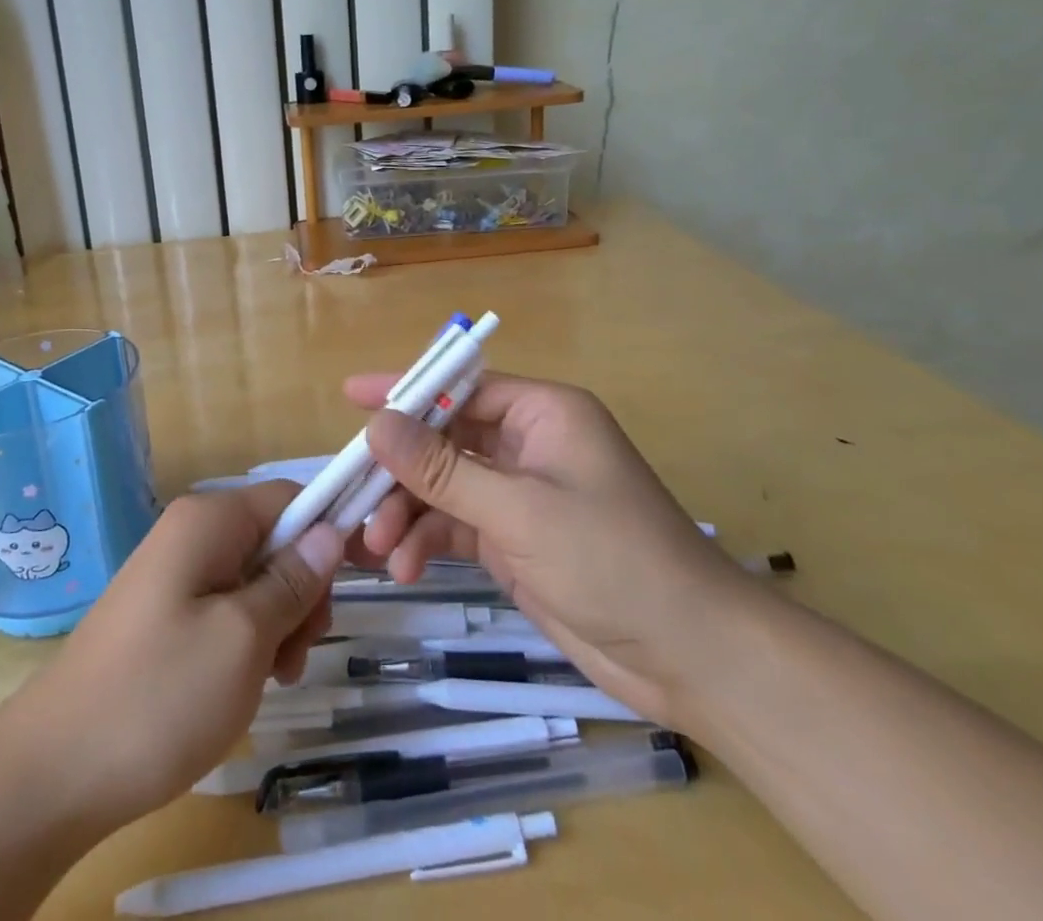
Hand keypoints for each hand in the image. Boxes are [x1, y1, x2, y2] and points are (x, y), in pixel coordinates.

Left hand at [1, 483, 343, 831]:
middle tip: (298, 651)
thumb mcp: (244, 638)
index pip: (290, 497)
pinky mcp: (165, 613)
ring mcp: (175, 574)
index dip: (331, 529)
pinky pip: (226, 608)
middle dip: (300, 590)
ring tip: (272, 678)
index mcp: (209, 520)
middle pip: (274, 539)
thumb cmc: (159, 695)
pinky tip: (244, 684)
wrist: (53, 771)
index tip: (363, 578)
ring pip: (255, 579)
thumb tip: (330, 532)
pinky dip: (247, 640)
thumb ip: (292, 580)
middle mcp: (191, 533)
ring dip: (278, 623)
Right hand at [349, 372, 761, 726]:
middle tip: (353, 496)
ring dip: (408, 513)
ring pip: (443, 487)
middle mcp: (527, 445)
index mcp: (542, 413)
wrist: (691, 656)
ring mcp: (519, 495)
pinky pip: (455, 526)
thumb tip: (377, 425)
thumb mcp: (520, 510)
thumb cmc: (612, 559)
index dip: (406, 389)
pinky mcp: (514, 540)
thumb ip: (443, 469)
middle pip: (444, 439)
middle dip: (400, 470)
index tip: (351, 395)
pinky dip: (427, 542)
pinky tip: (405, 568)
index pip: (461, 386)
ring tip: (378, 550)